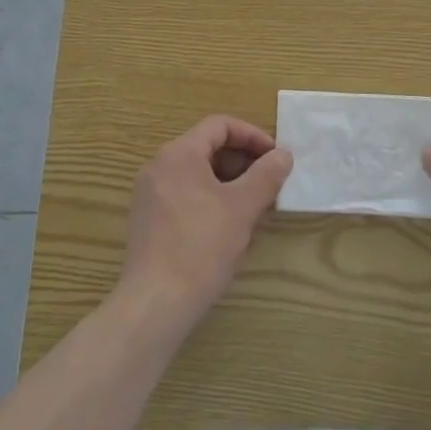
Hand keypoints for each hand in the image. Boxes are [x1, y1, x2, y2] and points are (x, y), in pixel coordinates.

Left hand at [118, 116, 292, 333]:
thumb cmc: (201, 248)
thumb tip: (283, 154)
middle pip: (207, 148)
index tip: (275, 157)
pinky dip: (210, 200)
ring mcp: (149, 193)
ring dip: (229, 184)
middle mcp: (159, 165)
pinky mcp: (147, 219)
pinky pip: (184, 195)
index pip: (220, 126)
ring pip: (197, 174)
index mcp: (179, 153)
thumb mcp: (241, 209)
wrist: (154, 304)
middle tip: (269, 185)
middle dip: (242, 163)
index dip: (252, 136)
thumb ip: (265, 176)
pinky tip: (228, 229)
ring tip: (254, 209)